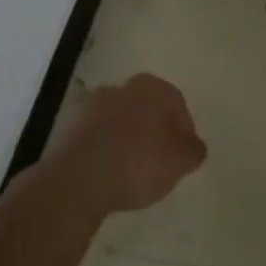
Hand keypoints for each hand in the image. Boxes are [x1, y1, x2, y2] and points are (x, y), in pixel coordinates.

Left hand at [47, 73, 205, 213]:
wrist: (78, 178)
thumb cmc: (138, 162)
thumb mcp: (181, 161)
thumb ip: (194, 149)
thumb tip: (193, 145)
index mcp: (153, 87)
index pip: (178, 104)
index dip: (184, 132)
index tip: (182, 157)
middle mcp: (123, 87)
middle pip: (147, 109)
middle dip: (154, 131)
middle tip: (159, 162)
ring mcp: (93, 105)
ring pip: (121, 121)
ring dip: (128, 139)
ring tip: (132, 172)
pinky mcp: (71, 127)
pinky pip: (98, 137)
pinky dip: (106, 150)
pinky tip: (109, 174)